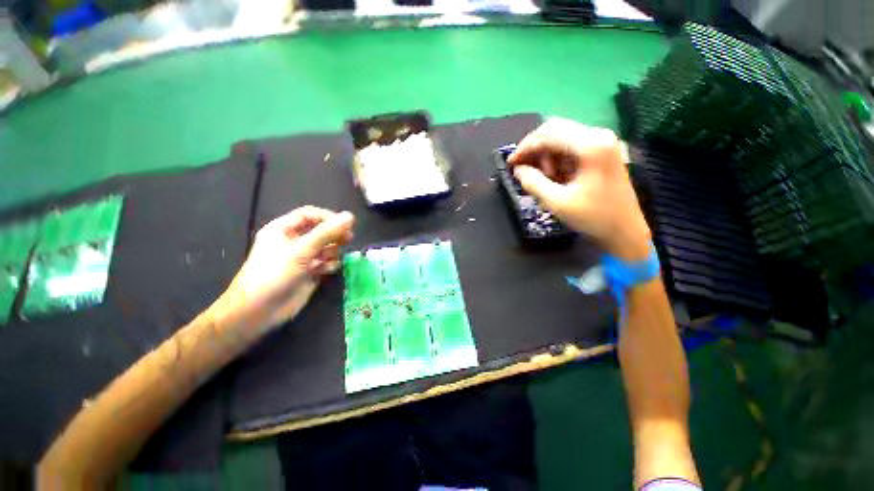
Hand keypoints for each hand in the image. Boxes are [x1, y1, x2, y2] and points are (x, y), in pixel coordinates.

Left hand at [223, 206, 354, 332]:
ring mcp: (298, 261)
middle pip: (316, 231)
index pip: (308, 215)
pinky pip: (321, 266)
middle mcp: (290, 242)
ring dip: (331, 251)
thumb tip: (350, 216)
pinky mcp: (305, 278)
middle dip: (332, 234)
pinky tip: (331, 269)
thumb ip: (325, 233)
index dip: (327, 217)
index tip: (346, 224)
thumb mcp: (300, 251)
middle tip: (349, 239)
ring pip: (321, 249)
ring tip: (336, 257)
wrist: (258, 310)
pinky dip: (328, 266)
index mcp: (282, 229)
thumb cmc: (274, 274)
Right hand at [508, 118, 649, 259]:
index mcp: (591, 145)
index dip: (526, 147)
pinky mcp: (606, 148)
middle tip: (526, 169)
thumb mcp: (560, 203)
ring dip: (550, 152)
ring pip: (565, 134)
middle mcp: (599, 134)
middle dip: (538, 148)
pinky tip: (560, 174)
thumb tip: (518, 169)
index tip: (511, 163)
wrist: (628, 233)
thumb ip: (534, 183)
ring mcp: (605, 140)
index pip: (549, 134)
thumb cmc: (597, 219)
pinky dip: (563, 155)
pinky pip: (576, 142)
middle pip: (556, 128)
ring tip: (546, 177)